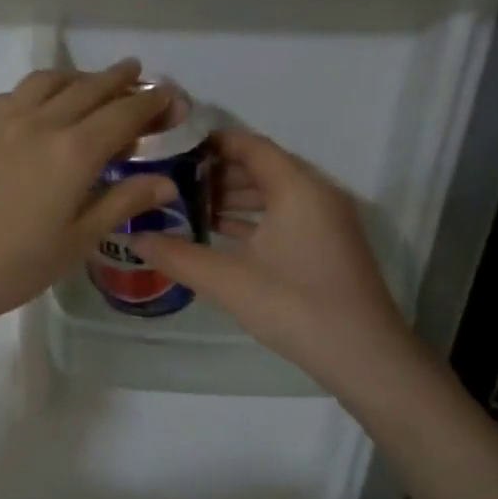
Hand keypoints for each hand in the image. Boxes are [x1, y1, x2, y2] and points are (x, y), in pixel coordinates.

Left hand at [0, 60, 177, 335]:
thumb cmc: (11, 267)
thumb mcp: (75, 242)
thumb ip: (120, 203)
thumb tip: (165, 182)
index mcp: (74, 152)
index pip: (124, 114)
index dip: (152, 103)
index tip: (171, 97)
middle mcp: (42, 123)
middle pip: (89, 88)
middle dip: (120, 80)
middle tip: (139, 75)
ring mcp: (3, 121)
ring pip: (49, 82)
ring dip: (78, 77)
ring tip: (91, 83)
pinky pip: (16, 93)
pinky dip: (41, 89)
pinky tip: (40, 105)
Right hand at [130, 130, 419, 392]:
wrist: (363, 355)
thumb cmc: (294, 306)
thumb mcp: (227, 281)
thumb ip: (177, 256)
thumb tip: (134, 237)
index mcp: (297, 188)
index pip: (250, 146)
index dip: (211, 143)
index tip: (172, 148)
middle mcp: (316, 193)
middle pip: (262, 168)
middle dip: (217, 173)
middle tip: (172, 181)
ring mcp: (327, 220)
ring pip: (275, 194)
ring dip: (234, 198)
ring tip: (189, 208)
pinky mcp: (329, 245)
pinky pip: (286, 216)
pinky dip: (254, 219)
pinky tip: (221, 234)